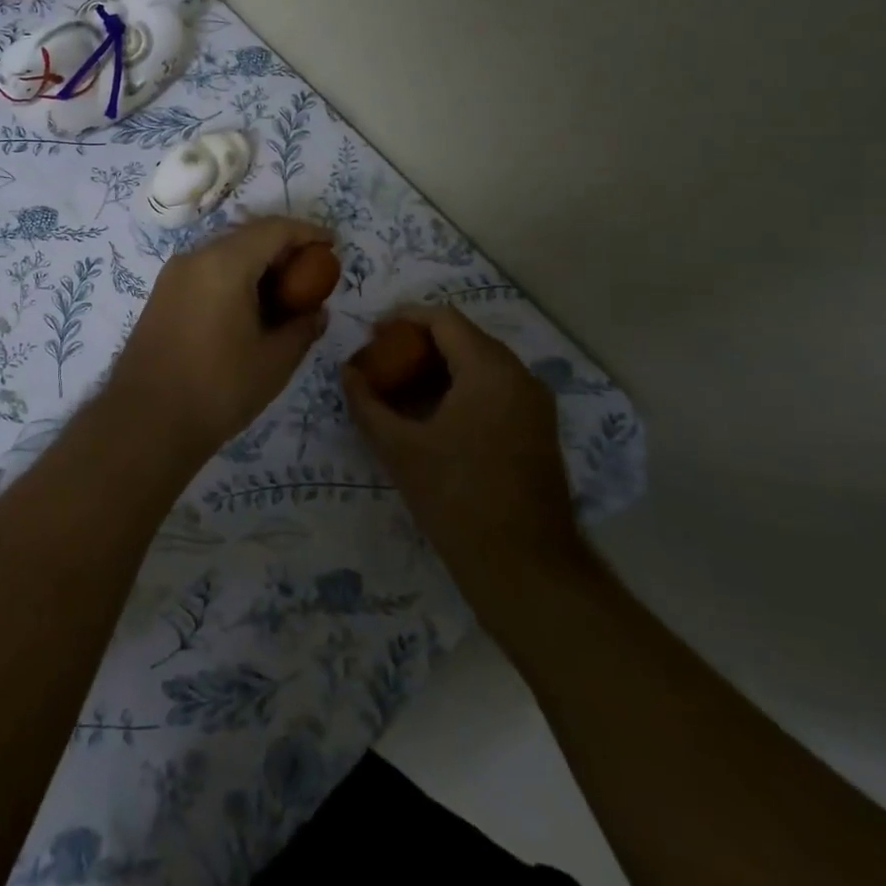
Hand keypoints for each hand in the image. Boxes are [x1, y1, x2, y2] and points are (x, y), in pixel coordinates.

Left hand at [107, 216, 332, 457]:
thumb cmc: (217, 389)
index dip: (308, 232)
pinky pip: (206, 272)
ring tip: (285, 294)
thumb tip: (317, 311)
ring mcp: (173, 276)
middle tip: (312, 273)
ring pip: (225, 253)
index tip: (333, 245)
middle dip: (283, 248)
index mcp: (224, 263)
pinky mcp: (161, 296)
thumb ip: (302, 327)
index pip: (274, 229)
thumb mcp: (274, 361)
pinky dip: (234, 278)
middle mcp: (195, 257)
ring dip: (257, 264)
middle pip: (247, 236)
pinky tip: (250, 309)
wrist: (145, 422)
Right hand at [343, 305, 585, 591]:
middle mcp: (519, 375)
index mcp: (490, 370)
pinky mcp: (538, 429)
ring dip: (439, 367)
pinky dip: (461, 388)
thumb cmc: (457, 499)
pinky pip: (495, 389)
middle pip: (463, 338)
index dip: (404, 318)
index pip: (443, 319)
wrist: (526, 568)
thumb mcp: (400, 449)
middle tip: (381, 361)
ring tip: (399, 388)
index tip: (371, 332)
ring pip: (480, 364)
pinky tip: (431, 414)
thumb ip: (368, 403)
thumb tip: (347, 372)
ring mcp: (534, 403)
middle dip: (419, 344)